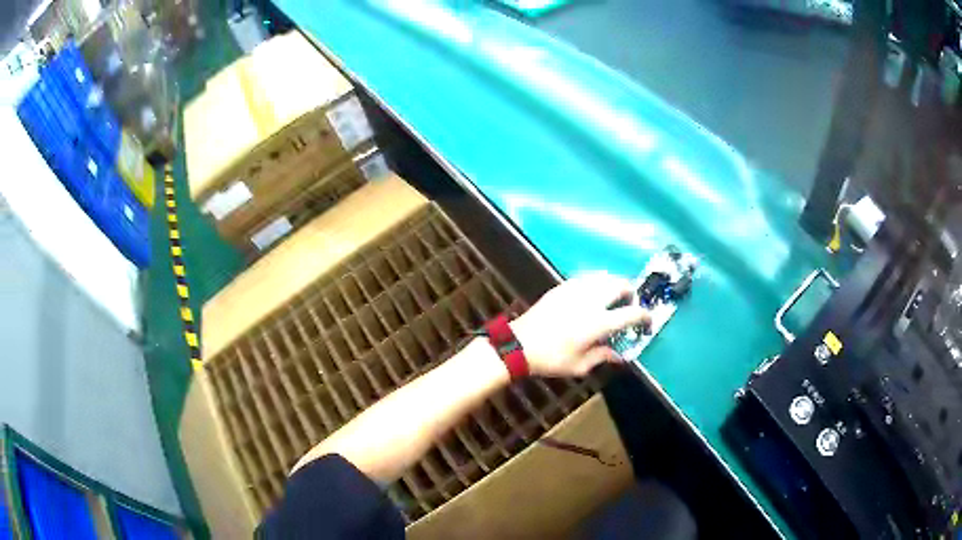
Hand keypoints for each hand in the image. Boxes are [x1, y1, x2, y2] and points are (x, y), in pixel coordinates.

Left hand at [510, 272, 649, 377]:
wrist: (518, 345)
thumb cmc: (551, 359)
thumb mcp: (580, 366)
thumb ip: (603, 357)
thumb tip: (619, 355)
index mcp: (598, 322)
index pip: (631, 313)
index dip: (644, 316)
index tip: (647, 321)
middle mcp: (591, 300)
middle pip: (620, 285)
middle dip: (631, 293)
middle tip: (629, 305)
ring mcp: (575, 290)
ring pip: (604, 277)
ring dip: (614, 284)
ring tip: (613, 298)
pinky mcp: (562, 287)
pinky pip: (587, 277)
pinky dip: (597, 282)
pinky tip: (593, 294)